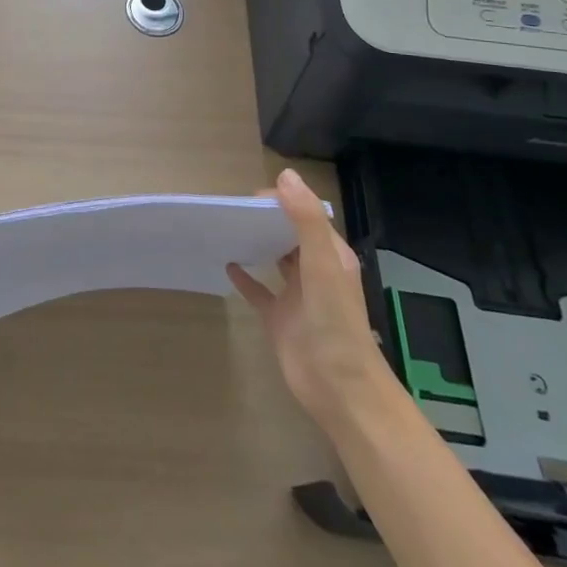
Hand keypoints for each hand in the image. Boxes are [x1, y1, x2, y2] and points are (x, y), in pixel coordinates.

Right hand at [227, 169, 390, 432]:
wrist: (340, 390)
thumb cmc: (334, 324)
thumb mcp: (322, 265)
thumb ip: (306, 220)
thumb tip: (285, 176)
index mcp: (330, 255)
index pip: (305, 214)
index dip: (280, 201)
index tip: (248, 199)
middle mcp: (314, 271)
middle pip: (289, 234)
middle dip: (265, 218)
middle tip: (231, 210)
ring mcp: (297, 296)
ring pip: (275, 259)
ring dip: (256, 243)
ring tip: (226, 227)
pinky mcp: (279, 318)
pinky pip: (259, 290)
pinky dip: (244, 277)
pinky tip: (226, 265)